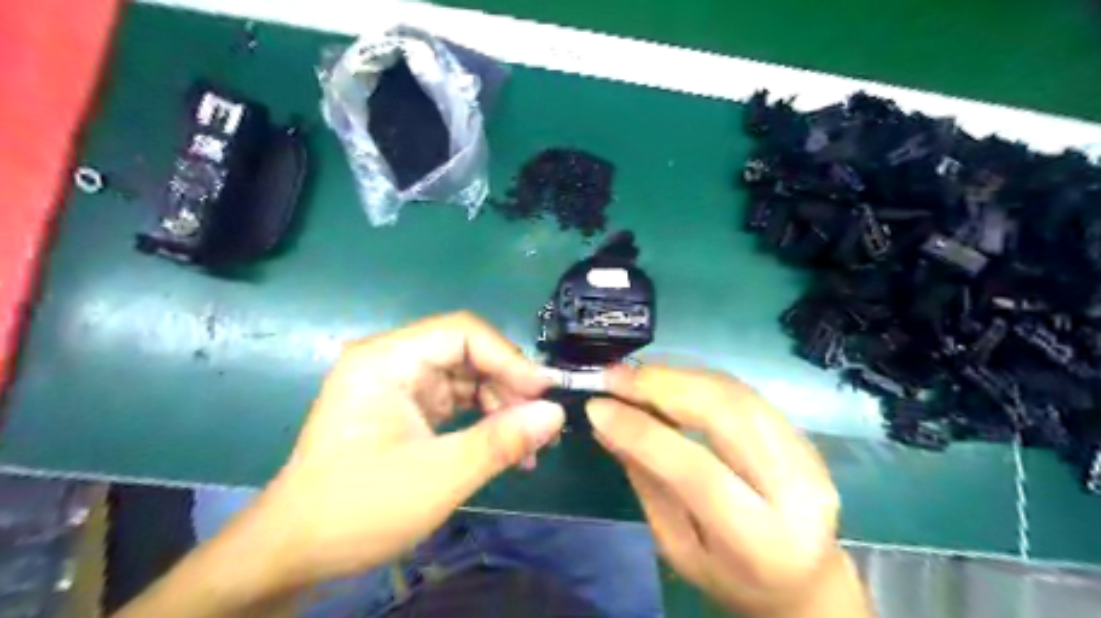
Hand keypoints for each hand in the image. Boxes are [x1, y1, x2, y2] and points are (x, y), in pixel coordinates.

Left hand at [255, 316, 561, 590]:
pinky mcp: (406, 409)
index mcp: (386, 360)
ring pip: (467, 377)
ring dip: (501, 406)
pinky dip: (484, 419)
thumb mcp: (438, 476)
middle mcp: (392, 361)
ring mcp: (399, 385)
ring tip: (529, 444)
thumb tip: (556, 414)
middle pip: (467, 353)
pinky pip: (457, 400)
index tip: (543, 393)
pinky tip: (506, 447)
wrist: (295, 552)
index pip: (462, 333)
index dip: (508, 357)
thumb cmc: (358, 508)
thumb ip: (501, 441)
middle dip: (508, 386)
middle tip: (540, 424)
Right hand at [585, 366, 867, 616]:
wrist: (804, 581)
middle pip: (726, 414)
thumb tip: (606, 426)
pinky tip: (667, 379)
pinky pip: (743, 392)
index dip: (644, 432)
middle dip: (662, 386)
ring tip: (633, 375)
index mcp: (761, 540)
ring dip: (677, 375)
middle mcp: (796, 489)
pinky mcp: (802, 435)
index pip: (698, 471)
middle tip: (613, 376)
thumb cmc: (731, 578)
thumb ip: (647, 483)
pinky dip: (698, 378)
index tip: (597, 406)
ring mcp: (806, 455)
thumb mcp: (678, 547)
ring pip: (736, 393)